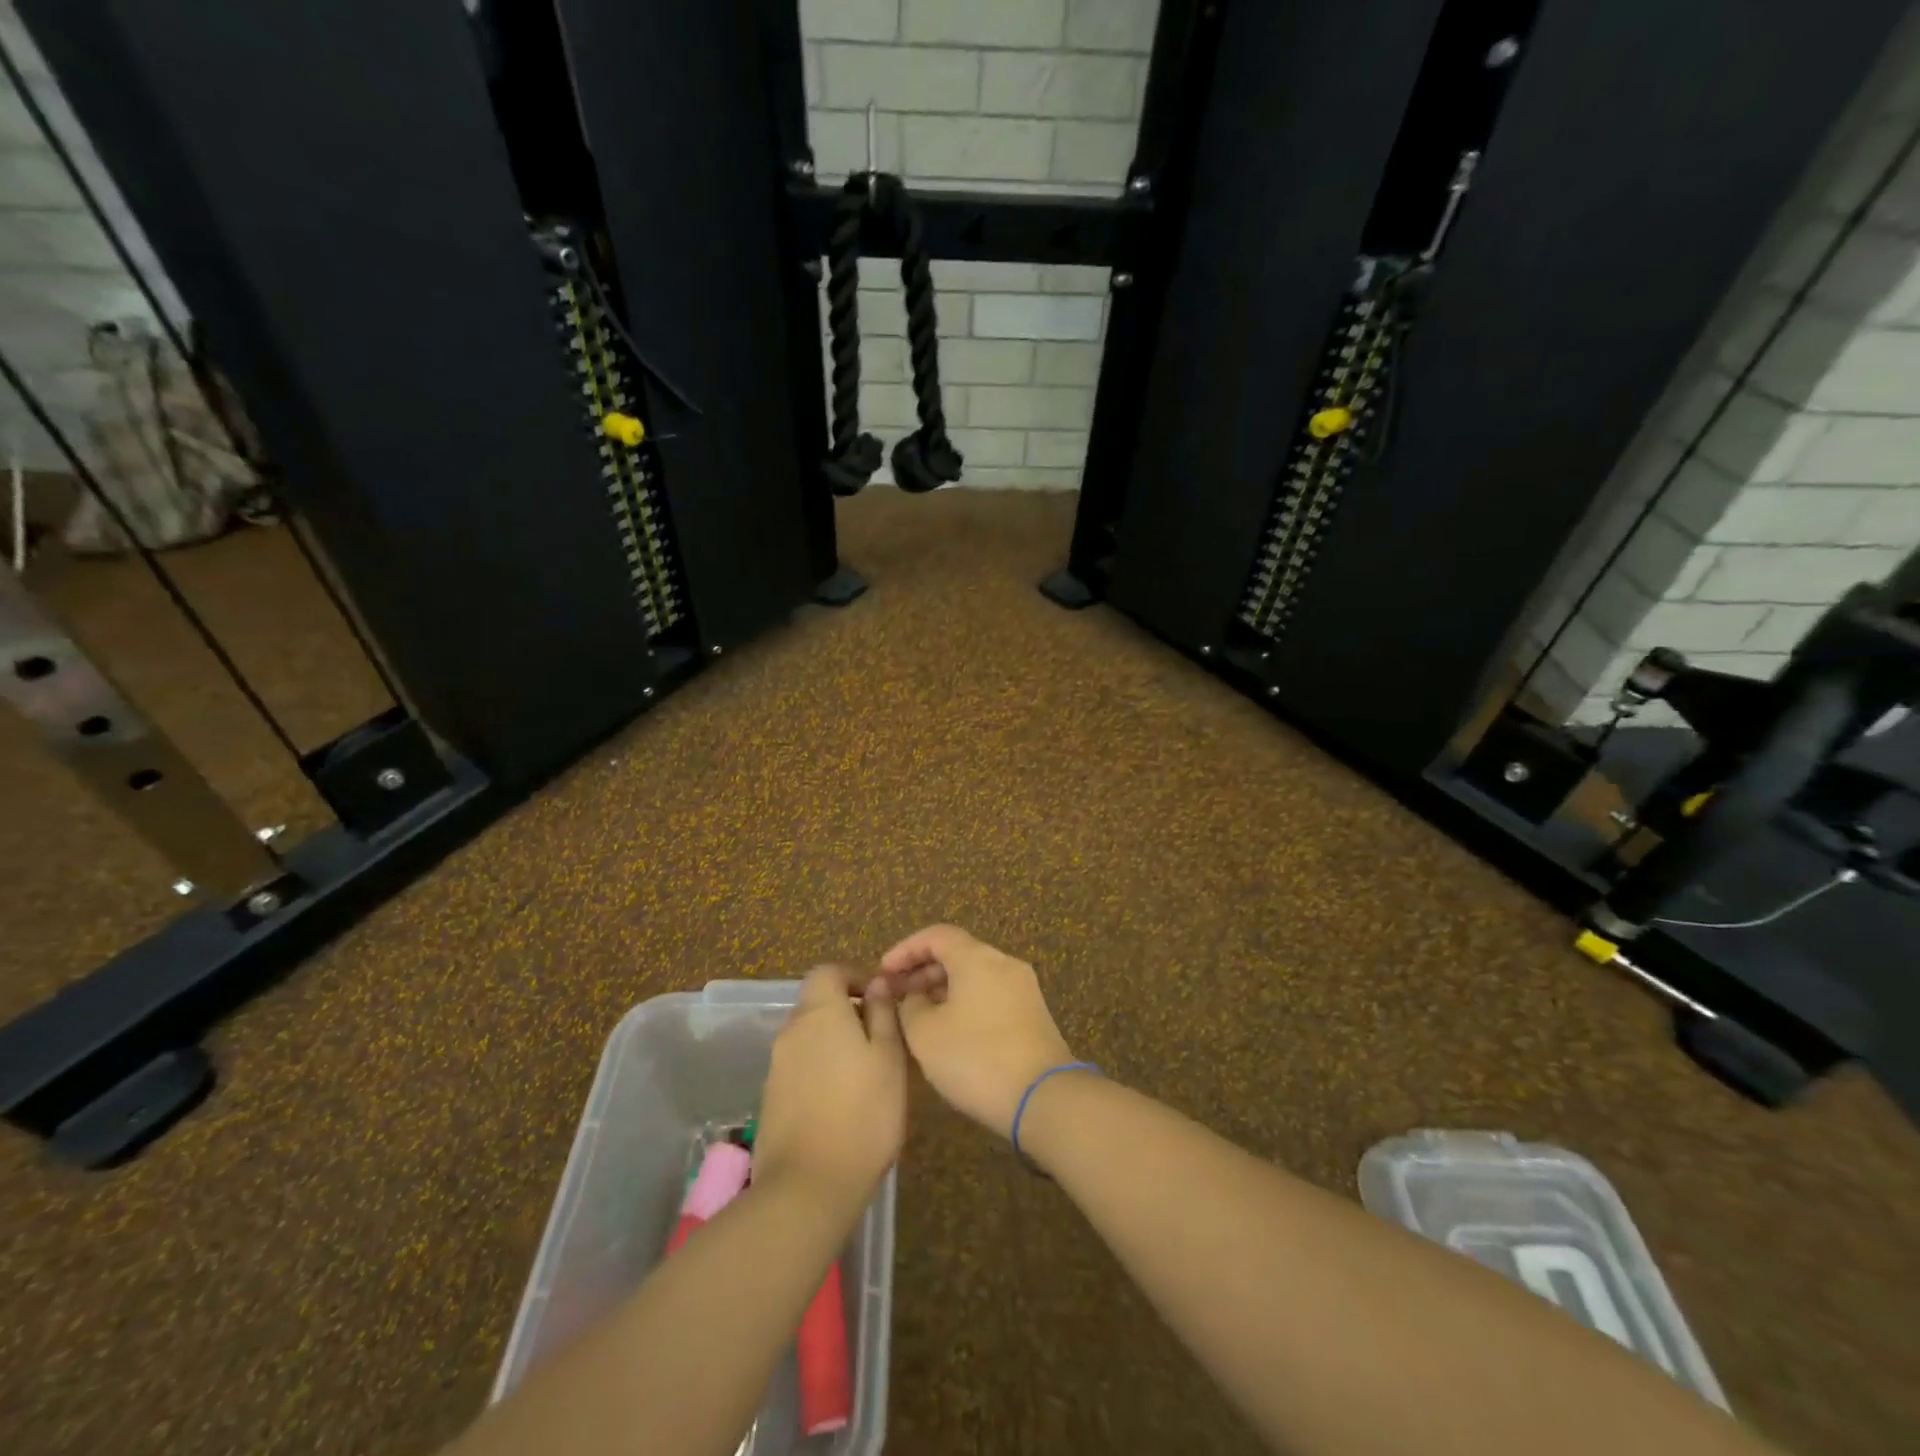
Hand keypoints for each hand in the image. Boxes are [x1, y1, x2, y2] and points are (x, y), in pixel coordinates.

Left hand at [753, 967, 907, 1213]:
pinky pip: (799, 1066)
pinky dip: (819, 1069)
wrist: (808, 1187)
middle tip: (879, 1039)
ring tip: (865, 1073)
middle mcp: (792, 1031)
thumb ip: (883, 1014)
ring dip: (833, 1042)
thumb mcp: (889, 1058)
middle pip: (816, 1003)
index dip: (853, 977)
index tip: (879, 999)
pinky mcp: (771, 1098)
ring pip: (808, 1036)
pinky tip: (842, 1101)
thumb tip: (877, 984)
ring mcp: (777, 1066)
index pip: (827, 972)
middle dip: (846, 1011)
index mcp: (820, 1012)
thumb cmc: (863, 1113)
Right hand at [879, 925, 1074, 1139]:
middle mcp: (1004, 963)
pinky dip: (965, 1001)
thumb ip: (910, 1006)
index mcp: (977, 957)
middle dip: (923, 970)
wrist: (1044, 1098)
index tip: (883, 973)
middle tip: (897, 995)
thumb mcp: (926, 1034)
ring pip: (975, 975)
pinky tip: (950, 1030)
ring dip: (944, 988)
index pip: (936, 935)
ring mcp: (1023, 988)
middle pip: (958, 953)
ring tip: (919, 1015)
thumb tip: (915, 996)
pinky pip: (991, 994)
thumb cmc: (976, 1058)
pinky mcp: (1033, 1014)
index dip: (905, 950)